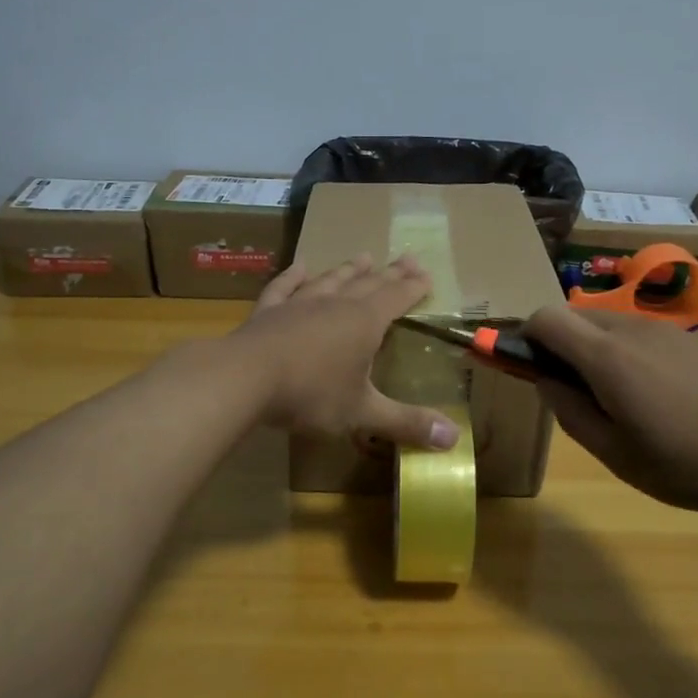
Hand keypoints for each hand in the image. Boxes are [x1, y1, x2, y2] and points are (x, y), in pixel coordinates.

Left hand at [231, 255, 461, 450]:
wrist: (243, 378)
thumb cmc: (310, 394)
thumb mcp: (362, 412)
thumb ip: (406, 423)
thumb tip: (454, 439)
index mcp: (364, 322)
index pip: (396, 298)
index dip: (413, 288)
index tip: (426, 275)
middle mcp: (335, 304)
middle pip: (368, 283)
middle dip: (389, 273)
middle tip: (406, 258)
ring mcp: (299, 304)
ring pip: (330, 281)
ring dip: (348, 270)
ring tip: (363, 257)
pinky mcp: (268, 311)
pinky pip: (285, 287)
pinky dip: (294, 276)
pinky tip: (300, 267)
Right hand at [520, 306, 697, 514]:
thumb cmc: (691, 463)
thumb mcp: (618, 455)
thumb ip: (571, 414)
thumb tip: (545, 381)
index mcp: (607, 356)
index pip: (545, 317)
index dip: (525, 336)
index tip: (526, 368)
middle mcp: (633, 329)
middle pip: (576, 316)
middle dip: (559, 345)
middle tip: (572, 394)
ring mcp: (670, 331)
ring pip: (611, 325)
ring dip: (595, 350)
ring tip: (620, 403)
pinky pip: (645, 336)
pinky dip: (630, 355)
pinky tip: (662, 400)